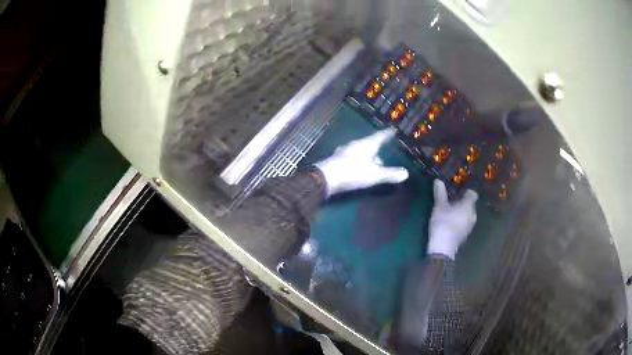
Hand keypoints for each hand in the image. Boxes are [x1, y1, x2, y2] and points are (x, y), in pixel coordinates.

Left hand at [314, 128, 408, 195]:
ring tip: (374, 162)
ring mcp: (344, 151)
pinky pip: (352, 156)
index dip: (387, 134)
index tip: (393, 129)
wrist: (325, 178)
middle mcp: (355, 144)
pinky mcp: (337, 159)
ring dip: (368, 155)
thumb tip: (406, 173)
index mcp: (366, 144)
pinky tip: (358, 167)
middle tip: (385, 150)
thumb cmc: (352, 173)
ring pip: (360, 150)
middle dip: (377, 146)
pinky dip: (359, 160)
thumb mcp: (374, 175)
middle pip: (369, 143)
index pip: (380, 136)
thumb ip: (390, 174)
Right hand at [427, 179, 477, 259]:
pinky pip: (464, 223)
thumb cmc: (443, 223)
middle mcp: (473, 215)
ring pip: (467, 215)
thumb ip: (440, 193)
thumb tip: (438, 180)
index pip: (473, 194)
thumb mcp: (439, 206)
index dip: (466, 191)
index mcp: (469, 206)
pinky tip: (450, 223)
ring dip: (461, 212)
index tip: (457, 191)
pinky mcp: (465, 235)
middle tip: (451, 200)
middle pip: (470, 205)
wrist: (443, 248)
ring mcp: (470, 226)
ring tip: (449, 212)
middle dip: (462, 202)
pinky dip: (459, 221)